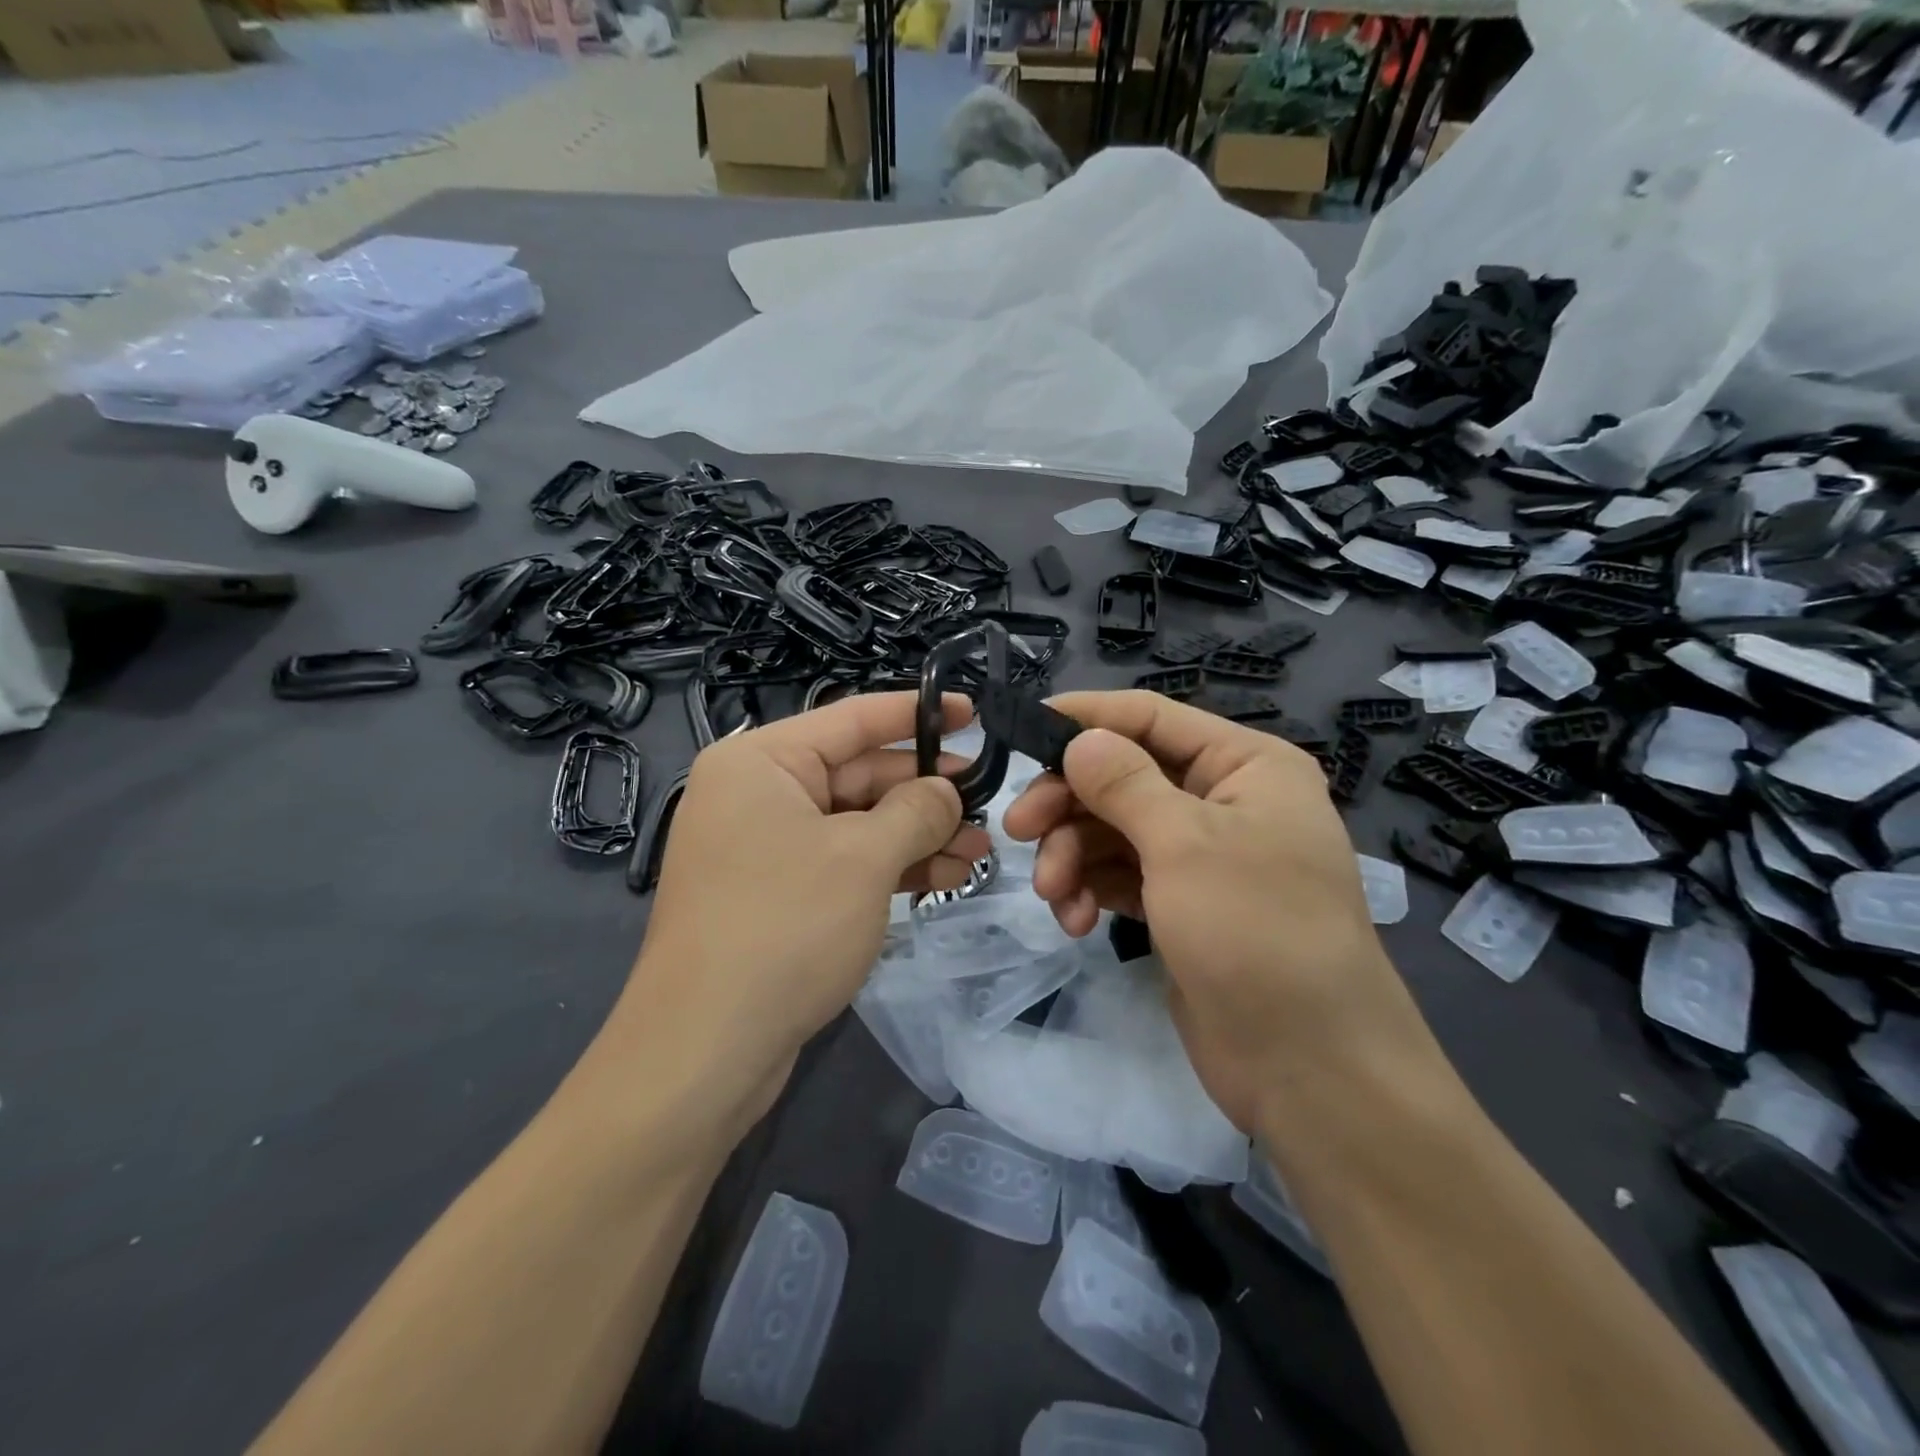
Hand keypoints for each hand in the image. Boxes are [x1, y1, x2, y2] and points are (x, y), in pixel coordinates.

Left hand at [604, 692, 989, 1140]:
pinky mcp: (777, 894)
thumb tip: (945, 791)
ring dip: (917, 835)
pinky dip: (890, 868)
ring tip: (980, 850)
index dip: (917, 714)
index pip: (852, 720)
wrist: (705, 1050)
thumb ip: (915, 811)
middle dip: (925, 792)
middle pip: (858, 774)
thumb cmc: (785, 927)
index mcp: (761, 762)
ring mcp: (765, 847)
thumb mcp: (864, 858)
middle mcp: (757, 794)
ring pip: (856, 823)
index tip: (973, 711)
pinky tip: (944, 877)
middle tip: (987, 801)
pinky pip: (843, 862)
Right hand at [1002, 690, 1445, 1133]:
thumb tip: (1079, 737)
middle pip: (1123, 776)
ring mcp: (1202, 856)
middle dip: (1069, 804)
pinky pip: (1122, 875)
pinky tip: (1078, 922)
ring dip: (1074, 856)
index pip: (1151, 717)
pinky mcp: (1182, 904)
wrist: (1309, 1068)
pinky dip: (1093, 890)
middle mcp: (1224, 801)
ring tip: (1055, 896)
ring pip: (1114, 830)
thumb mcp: (1184, 844)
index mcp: (1245, 765)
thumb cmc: (1256, 932)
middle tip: (1018, 830)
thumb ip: (1124, 783)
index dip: (1086, 718)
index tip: (1022, 731)